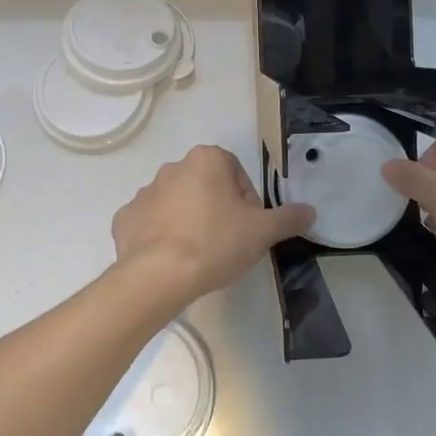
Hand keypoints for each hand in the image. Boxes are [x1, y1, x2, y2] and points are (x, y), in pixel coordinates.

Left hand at [112, 145, 314, 305]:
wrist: (158, 276)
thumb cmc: (215, 243)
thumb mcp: (262, 232)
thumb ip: (288, 218)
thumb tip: (310, 211)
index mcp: (207, 159)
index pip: (237, 174)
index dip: (247, 201)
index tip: (248, 228)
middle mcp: (173, 167)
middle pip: (206, 186)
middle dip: (218, 209)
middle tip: (226, 242)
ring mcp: (144, 192)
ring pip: (177, 203)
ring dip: (189, 220)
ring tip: (198, 254)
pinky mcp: (125, 218)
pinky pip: (150, 223)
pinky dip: (160, 236)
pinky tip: (170, 260)